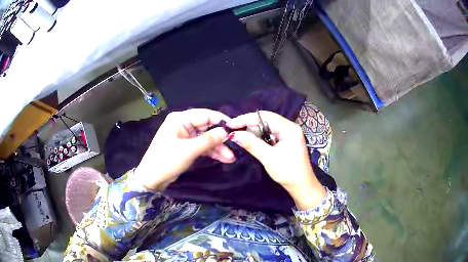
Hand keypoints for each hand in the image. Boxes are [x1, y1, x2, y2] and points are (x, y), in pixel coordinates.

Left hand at [134, 109, 234, 190]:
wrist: (152, 179)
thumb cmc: (167, 160)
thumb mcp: (190, 149)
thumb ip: (209, 139)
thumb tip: (227, 132)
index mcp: (180, 119)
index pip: (205, 115)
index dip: (221, 121)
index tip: (236, 128)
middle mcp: (183, 124)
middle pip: (207, 127)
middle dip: (220, 138)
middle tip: (235, 146)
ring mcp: (185, 136)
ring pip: (206, 138)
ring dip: (218, 147)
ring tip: (231, 158)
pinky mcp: (186, 147)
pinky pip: (202, 146)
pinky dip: (211, 152)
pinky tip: (224, 158)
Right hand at [227, 111, 325, 209]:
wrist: (302, 186)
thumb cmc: (288, 172)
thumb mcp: (269, 158)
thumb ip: (252, 144)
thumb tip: (233, 134)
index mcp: (289, 128)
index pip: (264, 117)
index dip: (246, 119)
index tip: (230, 124)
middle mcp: (289, 126)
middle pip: (265, 119)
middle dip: (248, 123)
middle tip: (232, 129)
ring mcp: (288, 133)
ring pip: (266, 125)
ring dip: (252, 130)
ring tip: (238, 134)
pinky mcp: (285, 139)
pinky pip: (269, 133)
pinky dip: (258, 135)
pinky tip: (249, 139)